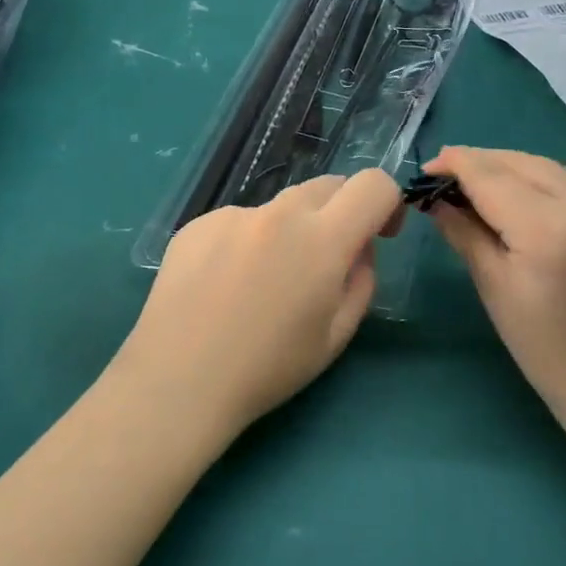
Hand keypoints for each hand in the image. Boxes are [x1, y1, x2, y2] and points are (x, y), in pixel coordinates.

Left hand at [115, 170, 401, 435]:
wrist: (178, 380)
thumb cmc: (267, 369)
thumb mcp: (336, 336)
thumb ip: (361, 281)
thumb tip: (358, 249)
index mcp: (321, 240)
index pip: (373, 185)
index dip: (387, 203)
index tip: (379, 234)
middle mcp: (278, 213)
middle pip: (328, 186)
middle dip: (340, 214)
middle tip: (324, 263)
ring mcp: (233, 214)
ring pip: (280, 207)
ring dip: (290, 230)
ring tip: (263, 284)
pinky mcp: (197, 223)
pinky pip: (239, 222)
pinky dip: (247, 242)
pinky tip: (224, 286)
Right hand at [424, 148, 565, 423]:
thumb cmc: (543, 346)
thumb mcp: (493, 286)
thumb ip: (464, 233)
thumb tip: (437, 201)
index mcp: (548, 228)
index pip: (491, 177)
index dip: (456, 164)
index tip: (427, 167)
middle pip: (521, 163)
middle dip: (480, 162)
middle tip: (446, 174)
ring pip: (548, 169)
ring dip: (509, 168)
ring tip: (477, 183)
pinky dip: (538, 183)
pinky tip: (518, 198)